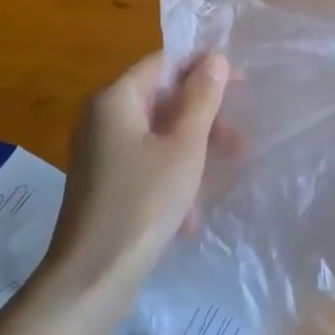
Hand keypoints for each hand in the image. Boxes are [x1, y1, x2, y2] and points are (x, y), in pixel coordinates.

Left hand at [43, 51, 229, 298]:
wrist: (93, 276)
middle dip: (203, 115)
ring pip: (157, 134)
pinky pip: (145, 162)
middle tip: (240, 136)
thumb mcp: (183, 148)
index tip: (242, 80)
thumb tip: (216, 58)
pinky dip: (172, 174)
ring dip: (194, 148)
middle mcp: (101, 118)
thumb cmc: (143, 202)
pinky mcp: (104, 182)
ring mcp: (100, 152)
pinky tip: (193, 210)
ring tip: (228, 170)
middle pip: (160, 99)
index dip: (202, 66)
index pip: (162, 63)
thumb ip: (201, 99)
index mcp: (115, 100)